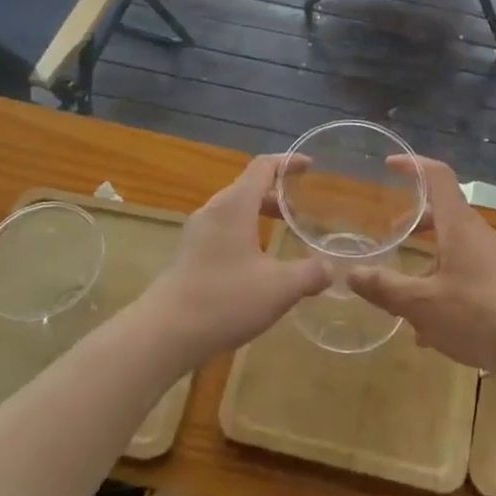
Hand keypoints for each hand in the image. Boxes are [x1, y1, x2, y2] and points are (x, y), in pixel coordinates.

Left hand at [138, 154, 329, 367]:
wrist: (164, 333)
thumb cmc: (225, 300)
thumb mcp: (279, 288)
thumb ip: (310, 274)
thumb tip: (331, 269)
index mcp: (235, 205)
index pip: (263, 167)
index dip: (288, 162)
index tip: (310, 165)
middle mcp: (214, 211)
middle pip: (248, 187)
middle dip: (277, 193)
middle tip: (302, 210)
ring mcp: (197, 233)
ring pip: (234, 211)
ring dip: (260, 215)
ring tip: (283, 235)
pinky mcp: (189, 255)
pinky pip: (223, 231)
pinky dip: (245, 233)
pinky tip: (257, 264)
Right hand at [349, 157, 495, 375]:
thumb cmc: (478, 314)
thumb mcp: (421, 304)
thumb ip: (385, 288)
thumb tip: (351, 274)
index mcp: (459, 225)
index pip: (438, 177)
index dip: (413, 166)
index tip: (390, 164)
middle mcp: (477, 235)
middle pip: (444, 214)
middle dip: (415, 222)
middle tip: (391, 235)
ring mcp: (493, 260)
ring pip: (453, 249)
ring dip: (428, 264)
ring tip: (403, 298)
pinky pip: (465, 274)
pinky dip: (443, 288)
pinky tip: (429, 332)